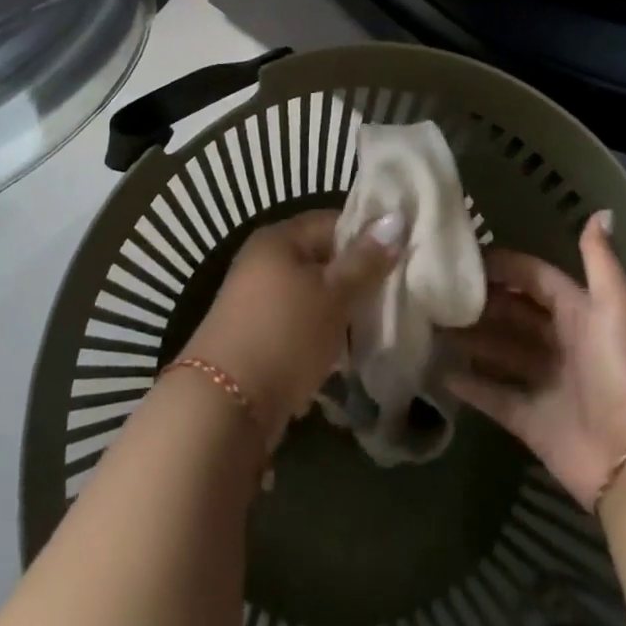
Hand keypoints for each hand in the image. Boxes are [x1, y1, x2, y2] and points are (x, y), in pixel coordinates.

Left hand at [182, 208, 405, 446]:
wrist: (224, 406)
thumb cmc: (284, 334)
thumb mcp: (332, 295)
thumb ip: (365, 260)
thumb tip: (396, 219)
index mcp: (279, 238)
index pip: (333, 222)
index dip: (368, 237)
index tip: (401, 259)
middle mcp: (264, 261)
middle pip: (323, 260)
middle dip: (357, 280)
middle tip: (394, 298)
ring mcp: (257, 301)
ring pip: (313, 296)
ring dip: (341, 312)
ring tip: (375, 329)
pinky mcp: (257, 337)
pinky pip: (299, 325)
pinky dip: (322, 336)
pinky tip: (346, 356)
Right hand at [447, 210, 625, 508]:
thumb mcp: (617, 305)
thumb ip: (600, 259)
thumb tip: (601, 210)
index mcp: (582, 312)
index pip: (536, 278)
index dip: (504, 266)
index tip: (463, 256)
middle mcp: (562, 343)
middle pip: (514, 313)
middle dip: (481, 302)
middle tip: (436, 290)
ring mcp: (546, 383)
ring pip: (500, 351)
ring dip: (470, 339)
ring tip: (429, 323)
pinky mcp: (532, 421)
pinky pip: (495, 395)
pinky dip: (470, 384)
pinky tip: (437, 370)